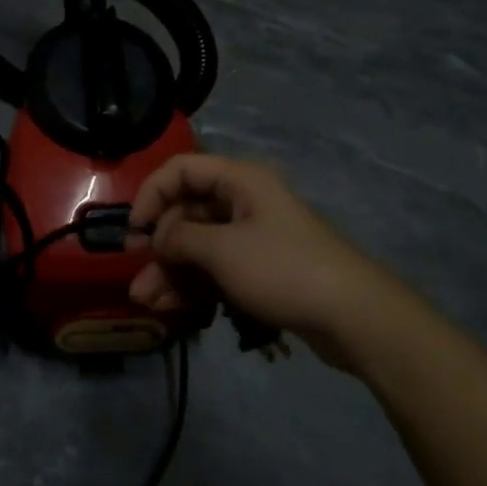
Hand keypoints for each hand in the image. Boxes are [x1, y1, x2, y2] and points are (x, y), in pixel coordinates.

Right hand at [128, 154, 395, 368]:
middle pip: (189, 212)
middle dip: (160, 245)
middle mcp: (245, 201)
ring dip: (172, 271)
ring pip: (201, 246)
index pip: (182, 170)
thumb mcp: (222, 251)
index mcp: (239, 180)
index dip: (152, 194)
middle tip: (137, 277)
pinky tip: (173, 308)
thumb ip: (180, 239)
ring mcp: (254, 237)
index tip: (134, 229)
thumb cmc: (282, 269)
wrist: (352, 315)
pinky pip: (218, 268)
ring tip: (147, 301)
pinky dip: (195, 284)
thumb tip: (155, 238)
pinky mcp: (262, 269)